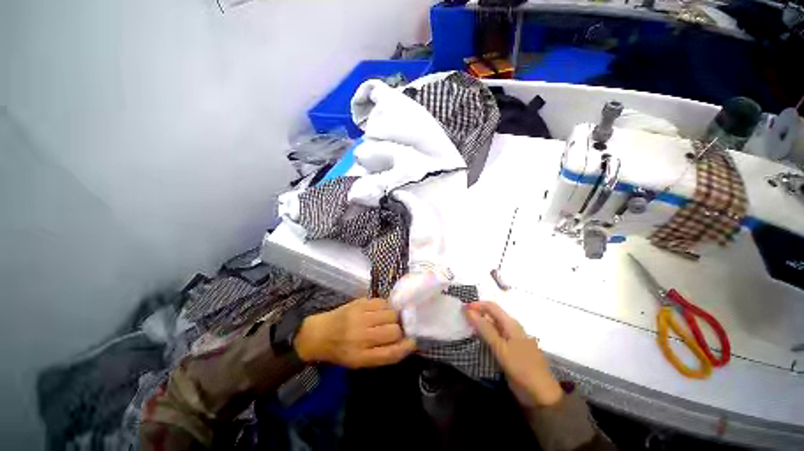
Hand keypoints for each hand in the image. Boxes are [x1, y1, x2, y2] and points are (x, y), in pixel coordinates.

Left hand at [294, 298, 415, 368]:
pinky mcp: (359, 302)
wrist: (319, 334)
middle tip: (397, 329)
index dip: (406, 347)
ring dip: (394, 316)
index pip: (391, 353)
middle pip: (394, 330)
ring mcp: (360, 317)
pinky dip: (386, 306)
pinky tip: (381, 310)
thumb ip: (383, 354)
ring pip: (391, 313)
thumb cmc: (341, 351)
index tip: (413, 342)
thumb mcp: (360, 361)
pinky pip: (382, 302)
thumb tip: (407, 342)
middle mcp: (361, 336)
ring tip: (389, 318)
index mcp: (360, 356)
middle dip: (400, 330)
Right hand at [464, 302, 563, 407]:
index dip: (476, 305)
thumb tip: (469, 310)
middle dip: (477, 313)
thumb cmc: (521, 368)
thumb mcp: (500, 348)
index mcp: (511, 324)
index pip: (491, 306)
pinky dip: (485, 335)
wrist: (541, 395)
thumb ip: (484, 329)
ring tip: (466, 327)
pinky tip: (477, 339)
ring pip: (493, 325)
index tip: (462, 309)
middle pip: (492, 314)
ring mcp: (511, 339)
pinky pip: (495, 336)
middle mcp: (511, 328)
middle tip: (461, 318)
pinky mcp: (509, 350)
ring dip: (480, 324)